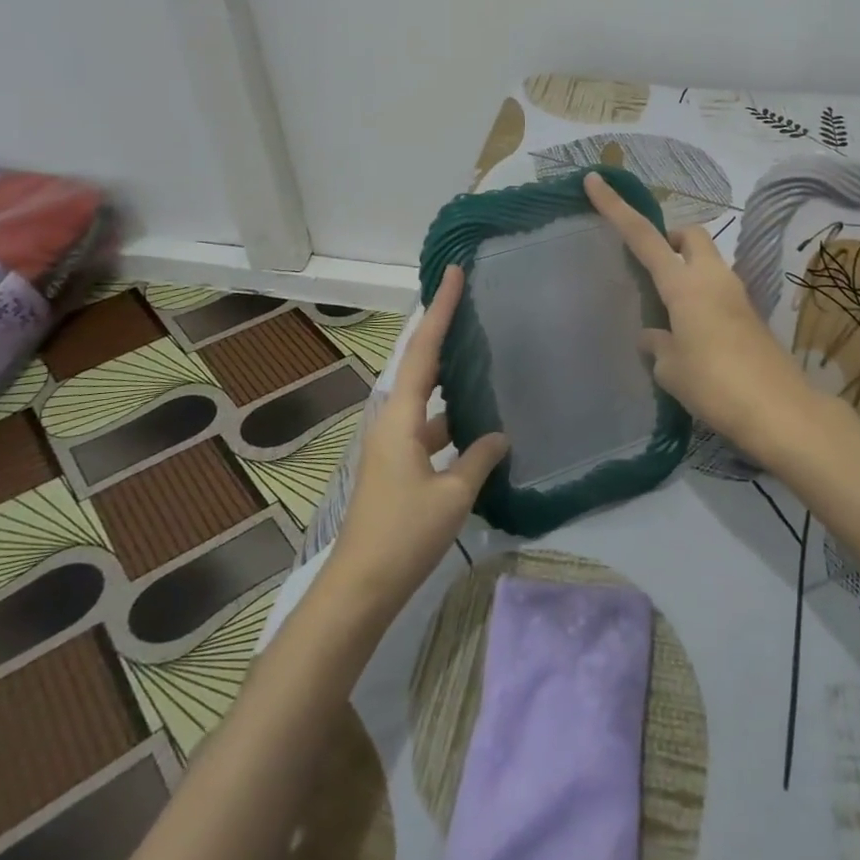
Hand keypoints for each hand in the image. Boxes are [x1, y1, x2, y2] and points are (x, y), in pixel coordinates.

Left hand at [325, 265, 507, 610]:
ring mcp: (392, 443)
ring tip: (481, 356)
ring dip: (448, 376)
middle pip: (420, 364)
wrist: (361, 586)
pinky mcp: (397, 465)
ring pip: (425, 396)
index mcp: (401, 416)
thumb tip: (499, 435)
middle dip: (441, 330)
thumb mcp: (453, 495)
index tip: (453, 273)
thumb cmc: (405, 534)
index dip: (440, 309)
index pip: (423, 350)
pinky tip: (475, 424)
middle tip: (468, 301)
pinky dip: (449, 416)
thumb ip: (479, 458)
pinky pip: (427, 424)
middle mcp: (392, 420)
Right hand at [584, 172, 818, 458]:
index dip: (616, 208)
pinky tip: (691, 335)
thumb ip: (657, 344)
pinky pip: (719, 291)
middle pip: (692, 235)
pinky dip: (701, 297)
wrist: (779, 411)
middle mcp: (713, 279)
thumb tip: (652, 335)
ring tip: (667, 312)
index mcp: (684, 285)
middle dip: (671, 238)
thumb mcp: (671, 368)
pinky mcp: (751, 316)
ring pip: (709, 262)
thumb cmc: (715, 384)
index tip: (595, 180)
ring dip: (688, 271)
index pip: (643, 236)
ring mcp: (737, 295)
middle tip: (652, 266)